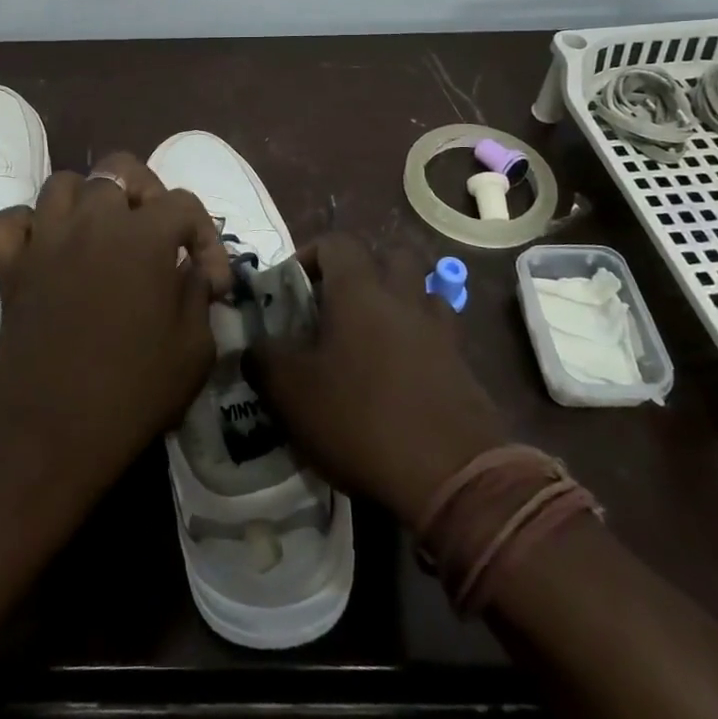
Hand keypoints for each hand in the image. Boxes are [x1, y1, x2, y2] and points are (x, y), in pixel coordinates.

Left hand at [0, 152, 230, 505]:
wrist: (49, 437)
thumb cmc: (132, 394)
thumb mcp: (195, 350)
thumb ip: (198, 296)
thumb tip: (191, 273)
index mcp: (143, 236)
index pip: (184, 204)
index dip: (206, 238)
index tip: (212, 283)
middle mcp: (92, 221)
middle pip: (119, 169)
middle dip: (147, 194)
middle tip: (156, 235)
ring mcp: (45, 240)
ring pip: (63, 184)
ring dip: (87, 201)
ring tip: (102, 234)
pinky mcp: (9, 267)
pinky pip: (8, 224)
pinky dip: (25, 228)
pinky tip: (44, 250)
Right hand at [247, 234, 513, 529]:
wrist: (453, 476)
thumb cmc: (361, 420)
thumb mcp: (291, 393)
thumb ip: (264, 360)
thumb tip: (253, 347)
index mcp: (359, 290)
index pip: (337, 242)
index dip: (311, 254)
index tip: (292, 286)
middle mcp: (404, 297)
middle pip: (391, 256)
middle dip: (365, 271)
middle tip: (338, 306)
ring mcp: (440, 330)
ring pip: (421, 292)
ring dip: (399, 302)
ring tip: (374, 338)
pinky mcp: (464, 365)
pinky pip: (440, 334)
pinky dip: (422, 341)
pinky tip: (403, 374)